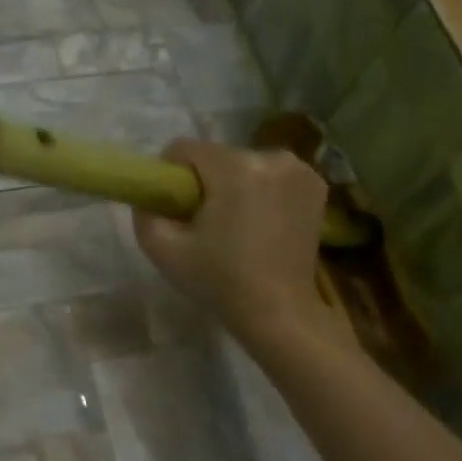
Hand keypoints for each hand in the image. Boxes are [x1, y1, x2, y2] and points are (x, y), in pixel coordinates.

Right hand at [133, 139, 327, 345]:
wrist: (279, 312)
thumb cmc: (219, 281)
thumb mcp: (163, 251)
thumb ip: (145, 213)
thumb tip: (148, 197)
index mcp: (235, 169)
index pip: (185, 148)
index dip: (170, 174)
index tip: (173, 206)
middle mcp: (271, 157)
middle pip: (217, 157)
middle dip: (205, 183)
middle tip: (203, 224)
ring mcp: (300, 170)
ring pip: (245, 165)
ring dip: (234, 186)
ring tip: (234, 227)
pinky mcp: (316, 185)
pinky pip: (272, 176)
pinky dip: (262, 192)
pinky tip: (261, 224)